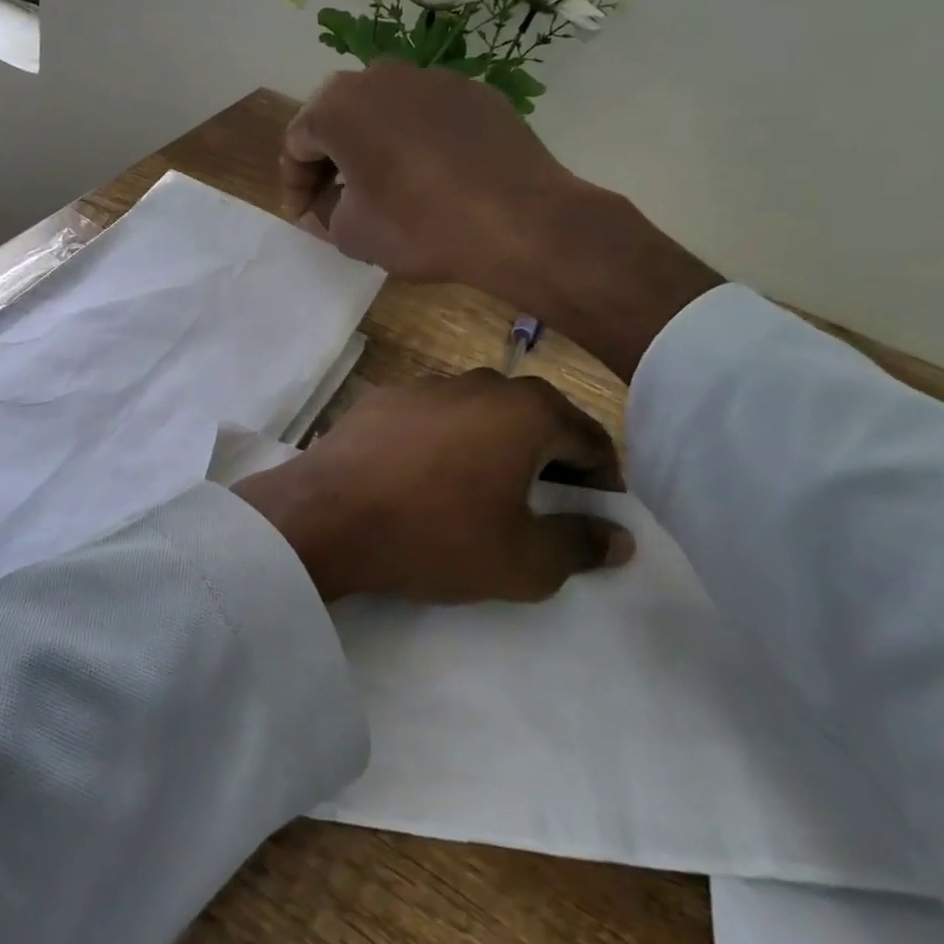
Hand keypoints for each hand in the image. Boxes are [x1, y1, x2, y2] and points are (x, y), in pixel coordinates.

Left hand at [232, 369, 633, 603]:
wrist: (325, 515)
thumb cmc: (434, 534)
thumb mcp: (521, 561)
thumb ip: (579, 545)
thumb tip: (618, 536)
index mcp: (527, 411)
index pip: (591, 440)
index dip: (602, 482)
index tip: (597, 516)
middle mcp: (482, 382)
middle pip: (537, 420)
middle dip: (551, 461)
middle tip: (545, 507)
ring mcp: (427, 384)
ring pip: (482, 414)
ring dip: (496, 447)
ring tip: (483, 492)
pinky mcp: (384, 397)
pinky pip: (435, 418)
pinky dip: (446, 442)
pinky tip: (426, 477)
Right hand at [281, 63, 568, 291]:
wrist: (520, 221)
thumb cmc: (420, 227)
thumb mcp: (352, 234)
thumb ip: (324, 213)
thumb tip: (328, 204)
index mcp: (339, 106)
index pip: (296, 142)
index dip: (294, 184)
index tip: (304, 217)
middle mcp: (381, 75)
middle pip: (338, 116)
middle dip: (330, 159)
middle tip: (335, 199)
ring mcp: (433, 78)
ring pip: (384, 111)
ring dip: (372, 145)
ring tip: (383, 186)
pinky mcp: (475, 92)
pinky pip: (427, 115)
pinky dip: (416, 141)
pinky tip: (431, 177)